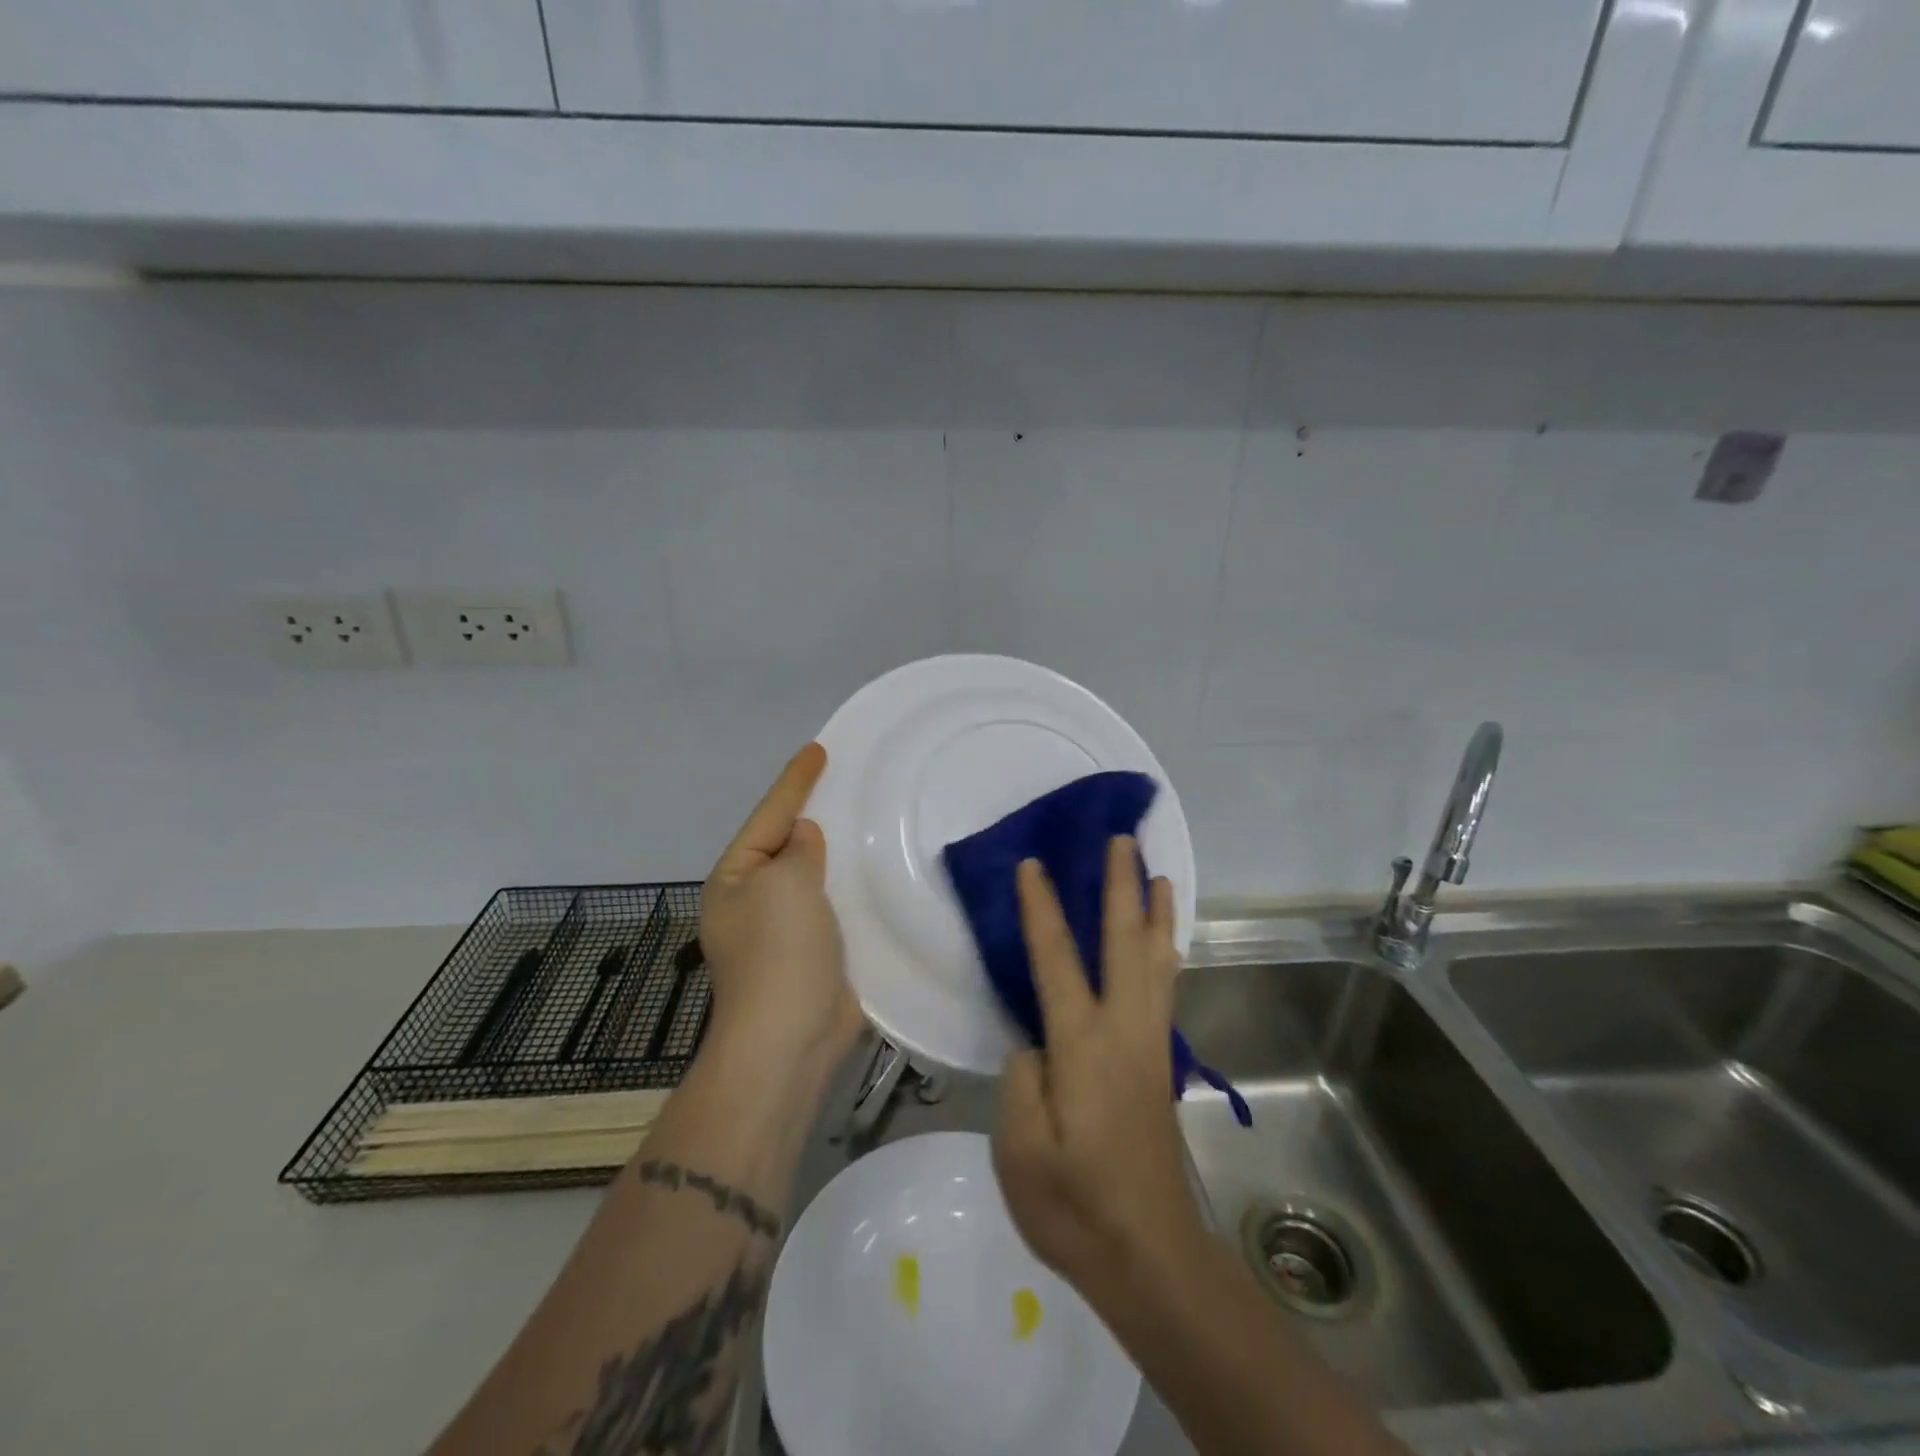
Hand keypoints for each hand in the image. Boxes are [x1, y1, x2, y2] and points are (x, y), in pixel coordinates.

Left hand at [701, 743, 863, 1071]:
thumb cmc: (780, 951)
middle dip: (815, 815)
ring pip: (816, 876)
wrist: (791, 1038)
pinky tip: (879, 872)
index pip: (769, 815)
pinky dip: (853, 887)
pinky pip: (836, 906)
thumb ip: (798, 851)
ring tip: (869, 820)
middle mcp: (755, 900)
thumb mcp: (784, 884)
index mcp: (735, 879)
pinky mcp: (818, 953)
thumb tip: (805, 839)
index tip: (819, 749)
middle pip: (788, 845)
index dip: (795, 781)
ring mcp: (785, 930)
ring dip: (838, 853)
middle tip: (848, 782)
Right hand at [992, 838, 1205, 1296]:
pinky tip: (1164, 942)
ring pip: (1157, 959)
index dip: (1041, 908)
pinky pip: (1165, 986)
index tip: (1031, 864)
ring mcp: (1149, 1044)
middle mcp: (1124, 1029)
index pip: (1056, 959)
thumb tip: (1035, 1041)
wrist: (1148, 1253)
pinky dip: (1166, 950)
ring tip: (1157, 874)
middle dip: (1120, 886)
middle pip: (1125, 941)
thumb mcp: (1019, 1147)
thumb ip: (1021, 1079)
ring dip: (1155, 911)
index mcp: (1082, 1044)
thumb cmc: (1074, 1204)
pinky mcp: (1160, 1062)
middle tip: (1121, 840)